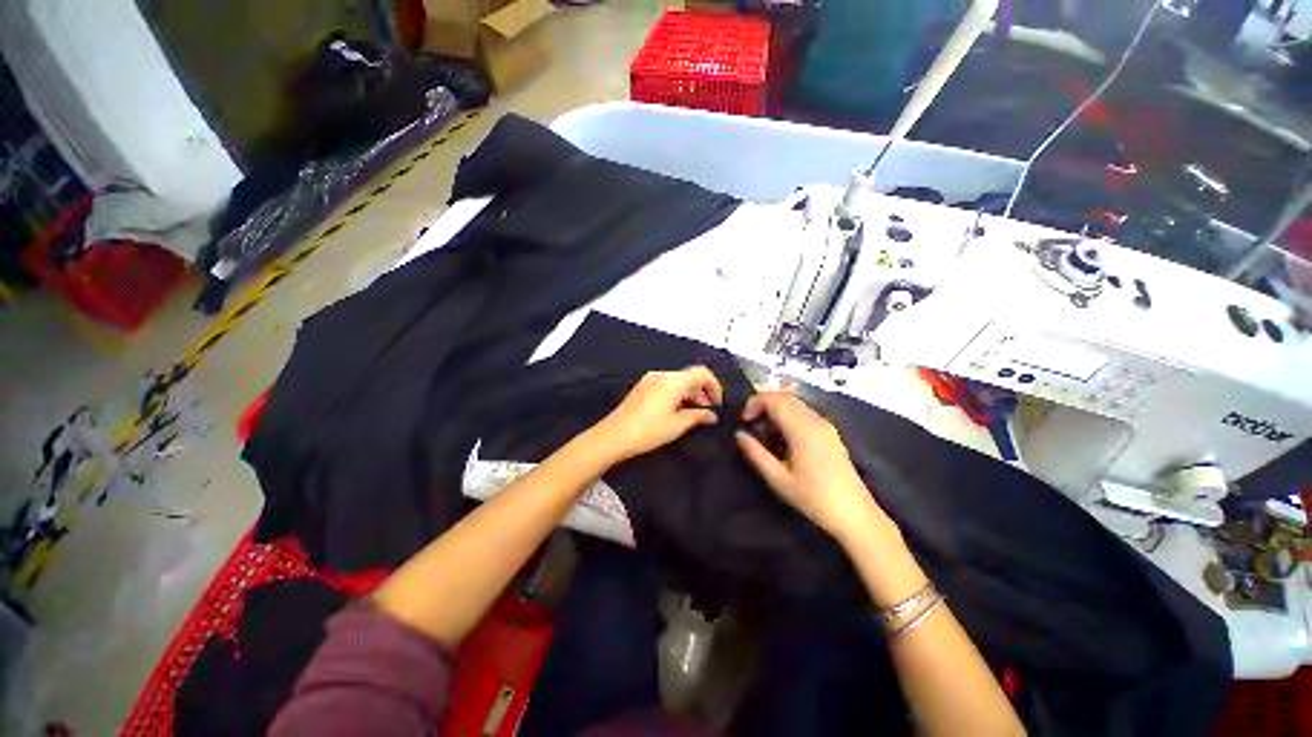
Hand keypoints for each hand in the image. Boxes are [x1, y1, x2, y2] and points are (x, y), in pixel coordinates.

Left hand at [593, 367, 722, 462]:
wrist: (613, 436)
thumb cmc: (648, 431)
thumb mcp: (677, 425)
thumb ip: (698, 416)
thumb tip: (712, 415)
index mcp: (673, 380)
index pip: (703, 373)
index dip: (715, 387)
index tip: (718, 404)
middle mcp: (662, 374)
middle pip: (690, 376)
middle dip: (702, 391)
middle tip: (706, 413)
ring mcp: (650, 378)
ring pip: (679, 380)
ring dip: (690, 393)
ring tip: (692, 414)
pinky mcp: (643, 386)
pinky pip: (667, 383)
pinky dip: (677, 393)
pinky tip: (676, 410)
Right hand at [735, 392, 894, 542]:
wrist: (855, 515)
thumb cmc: (814, 499)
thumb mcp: (778, 479)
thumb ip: (756, 453)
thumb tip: (739, 434)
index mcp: (802, 428)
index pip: (774, 399)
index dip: (754, 403)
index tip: (744, 422)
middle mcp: (815, 420)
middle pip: (784, 398)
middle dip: (763, 407)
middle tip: (752, 428)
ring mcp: (825, 425)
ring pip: (794, 405)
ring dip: (775, 413)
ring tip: (765, 438)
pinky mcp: (829, 433)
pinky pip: (803, 415)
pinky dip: (787, 419)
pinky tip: (782, 442)